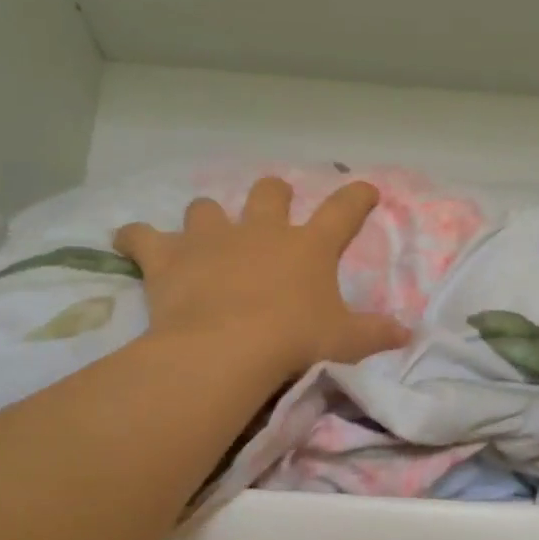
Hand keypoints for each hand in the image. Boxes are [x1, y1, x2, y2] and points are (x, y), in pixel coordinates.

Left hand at [117, 178, 409, 379]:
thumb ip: (377, 334)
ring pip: (207, 208)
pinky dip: (136, 238)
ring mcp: (212, 239)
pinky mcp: (169, 257)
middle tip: (274, 206)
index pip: (343, 211)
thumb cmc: (294, 342)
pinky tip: (129, 239)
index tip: (365, 190)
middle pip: (269, 192)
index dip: (357, 198)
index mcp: (308, 246)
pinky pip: (142, 236)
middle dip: (273, 195)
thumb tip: (409, 334)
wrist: (228, 349)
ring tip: (205, 235)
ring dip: (208, 219)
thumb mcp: (345, 342)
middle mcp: (260, 231)